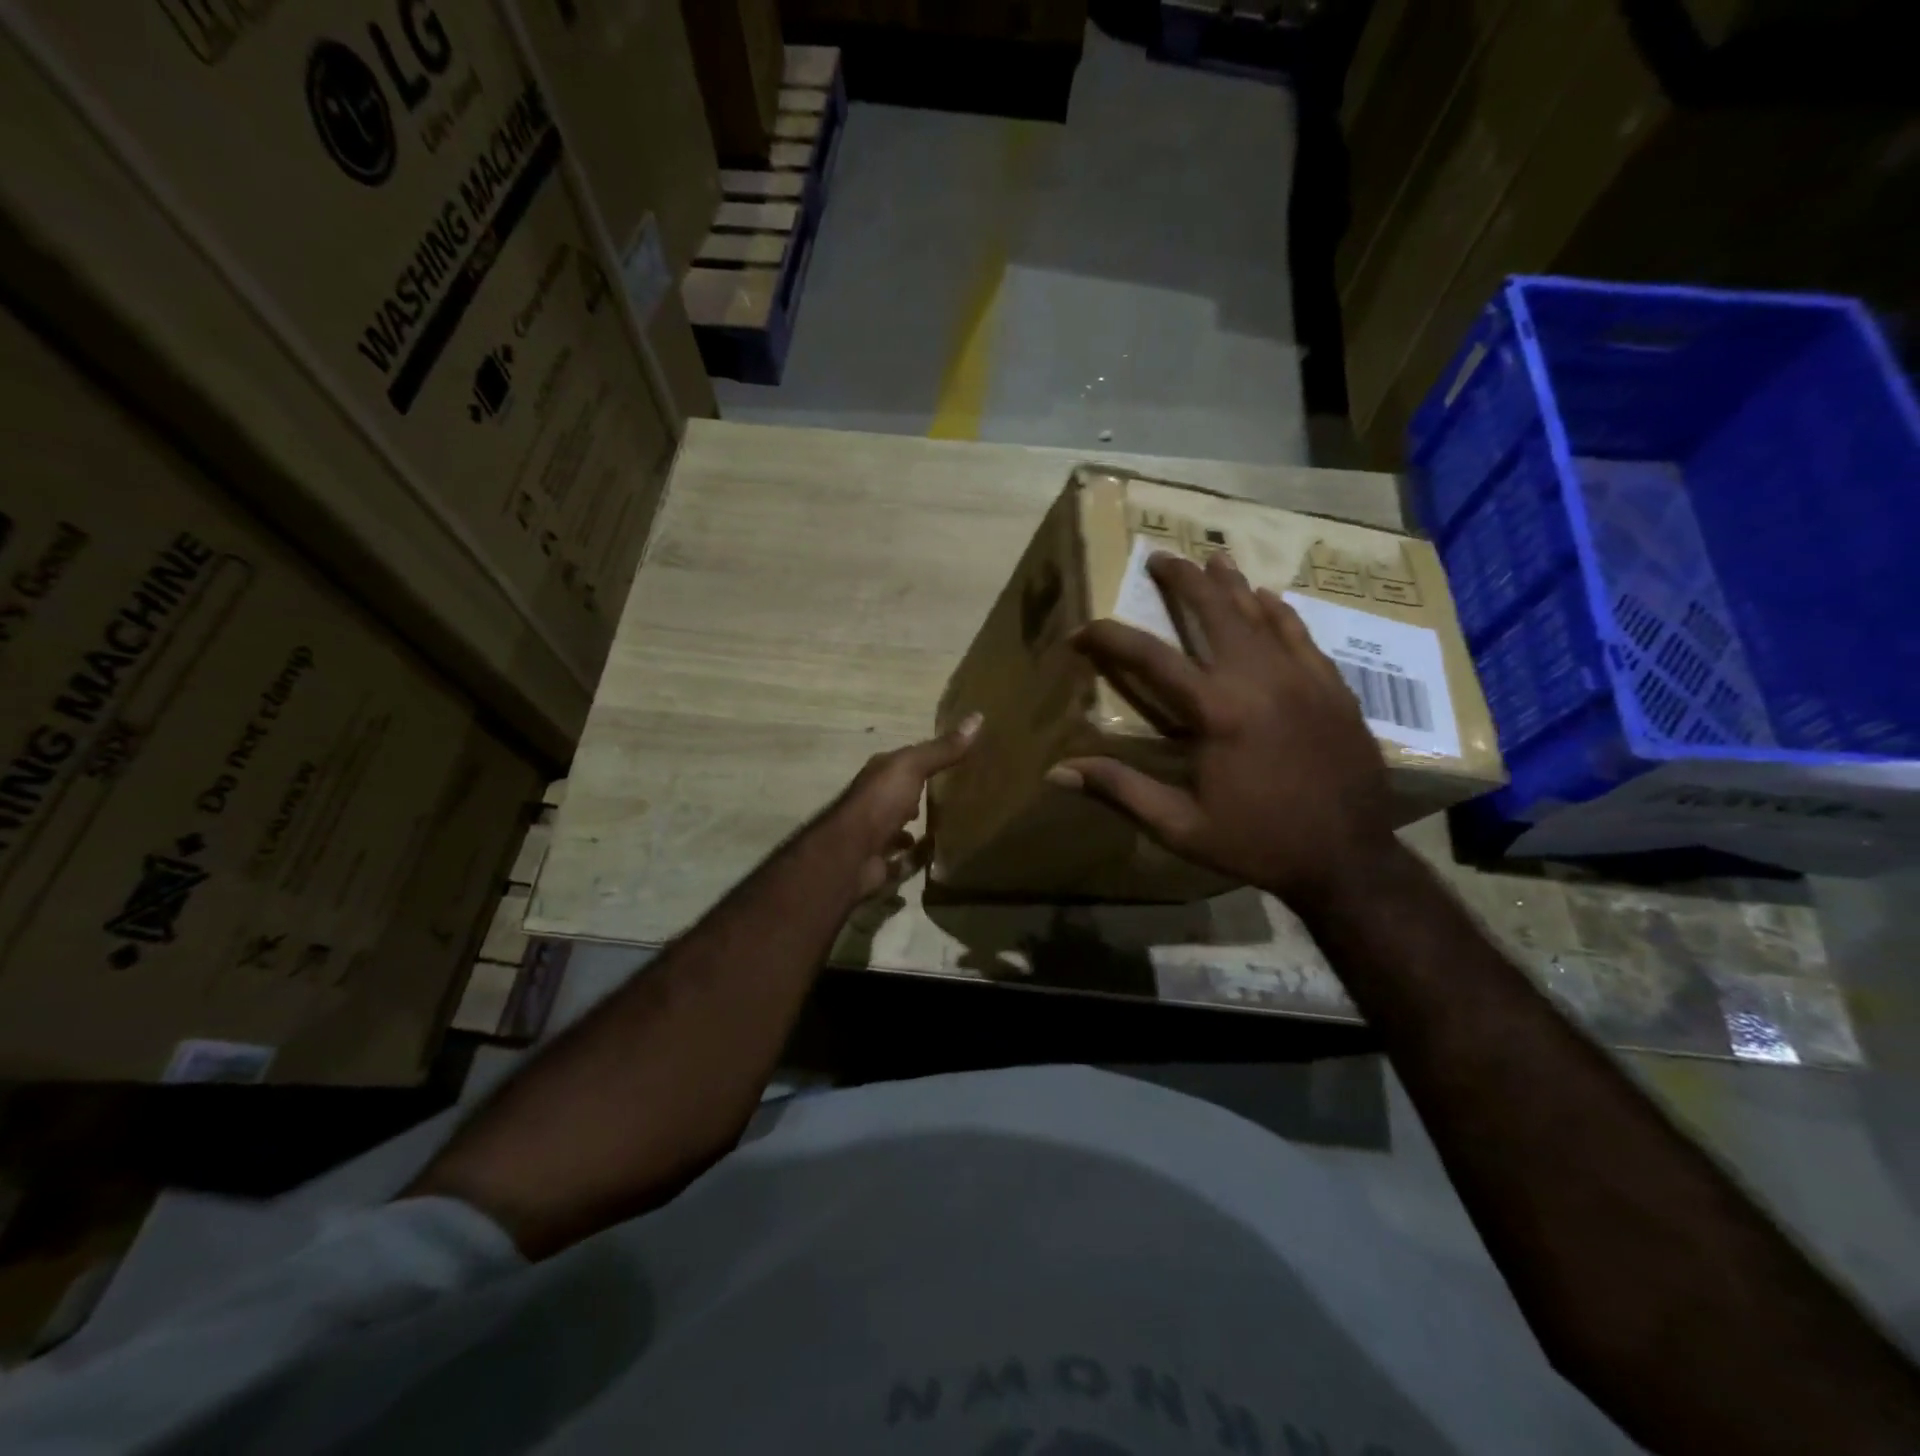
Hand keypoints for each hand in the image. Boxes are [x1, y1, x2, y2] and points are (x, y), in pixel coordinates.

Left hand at [820, 714, 981, 898]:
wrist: (850, 854)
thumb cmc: (880, 802)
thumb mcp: (913, 767)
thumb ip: (942, 749)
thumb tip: (978, 717)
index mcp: (879, 775)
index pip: (905, 762)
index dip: (927, 759)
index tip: (958, 760)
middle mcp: (874, 802)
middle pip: (901, 795)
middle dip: (920, 795)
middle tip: (958, 795)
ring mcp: (875, 834)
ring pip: (899, 827)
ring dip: (917, 827)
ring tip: (952, 826)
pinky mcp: (880, 863)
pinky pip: (904, 860)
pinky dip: (919, 858)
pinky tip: (941, 856)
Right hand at [1047, 551, 1396, 912]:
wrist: (1349, 858)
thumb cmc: (1257, 842)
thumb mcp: (1180, 826)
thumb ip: (1120, 790)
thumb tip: (1058, 772)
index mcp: (1216, 711)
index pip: (1149, 657)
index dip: (1109, 638)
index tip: (1080, 632)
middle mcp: (1258, 679)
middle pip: (1213, 612)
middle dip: (1182, 582)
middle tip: (1160, 558)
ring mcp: (1301, 677)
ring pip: (1260, 614)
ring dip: (1231, 585)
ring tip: (1212, 561)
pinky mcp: (1331, 687)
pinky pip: (1301, 634)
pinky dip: (1279, 612)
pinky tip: (1269, 598)